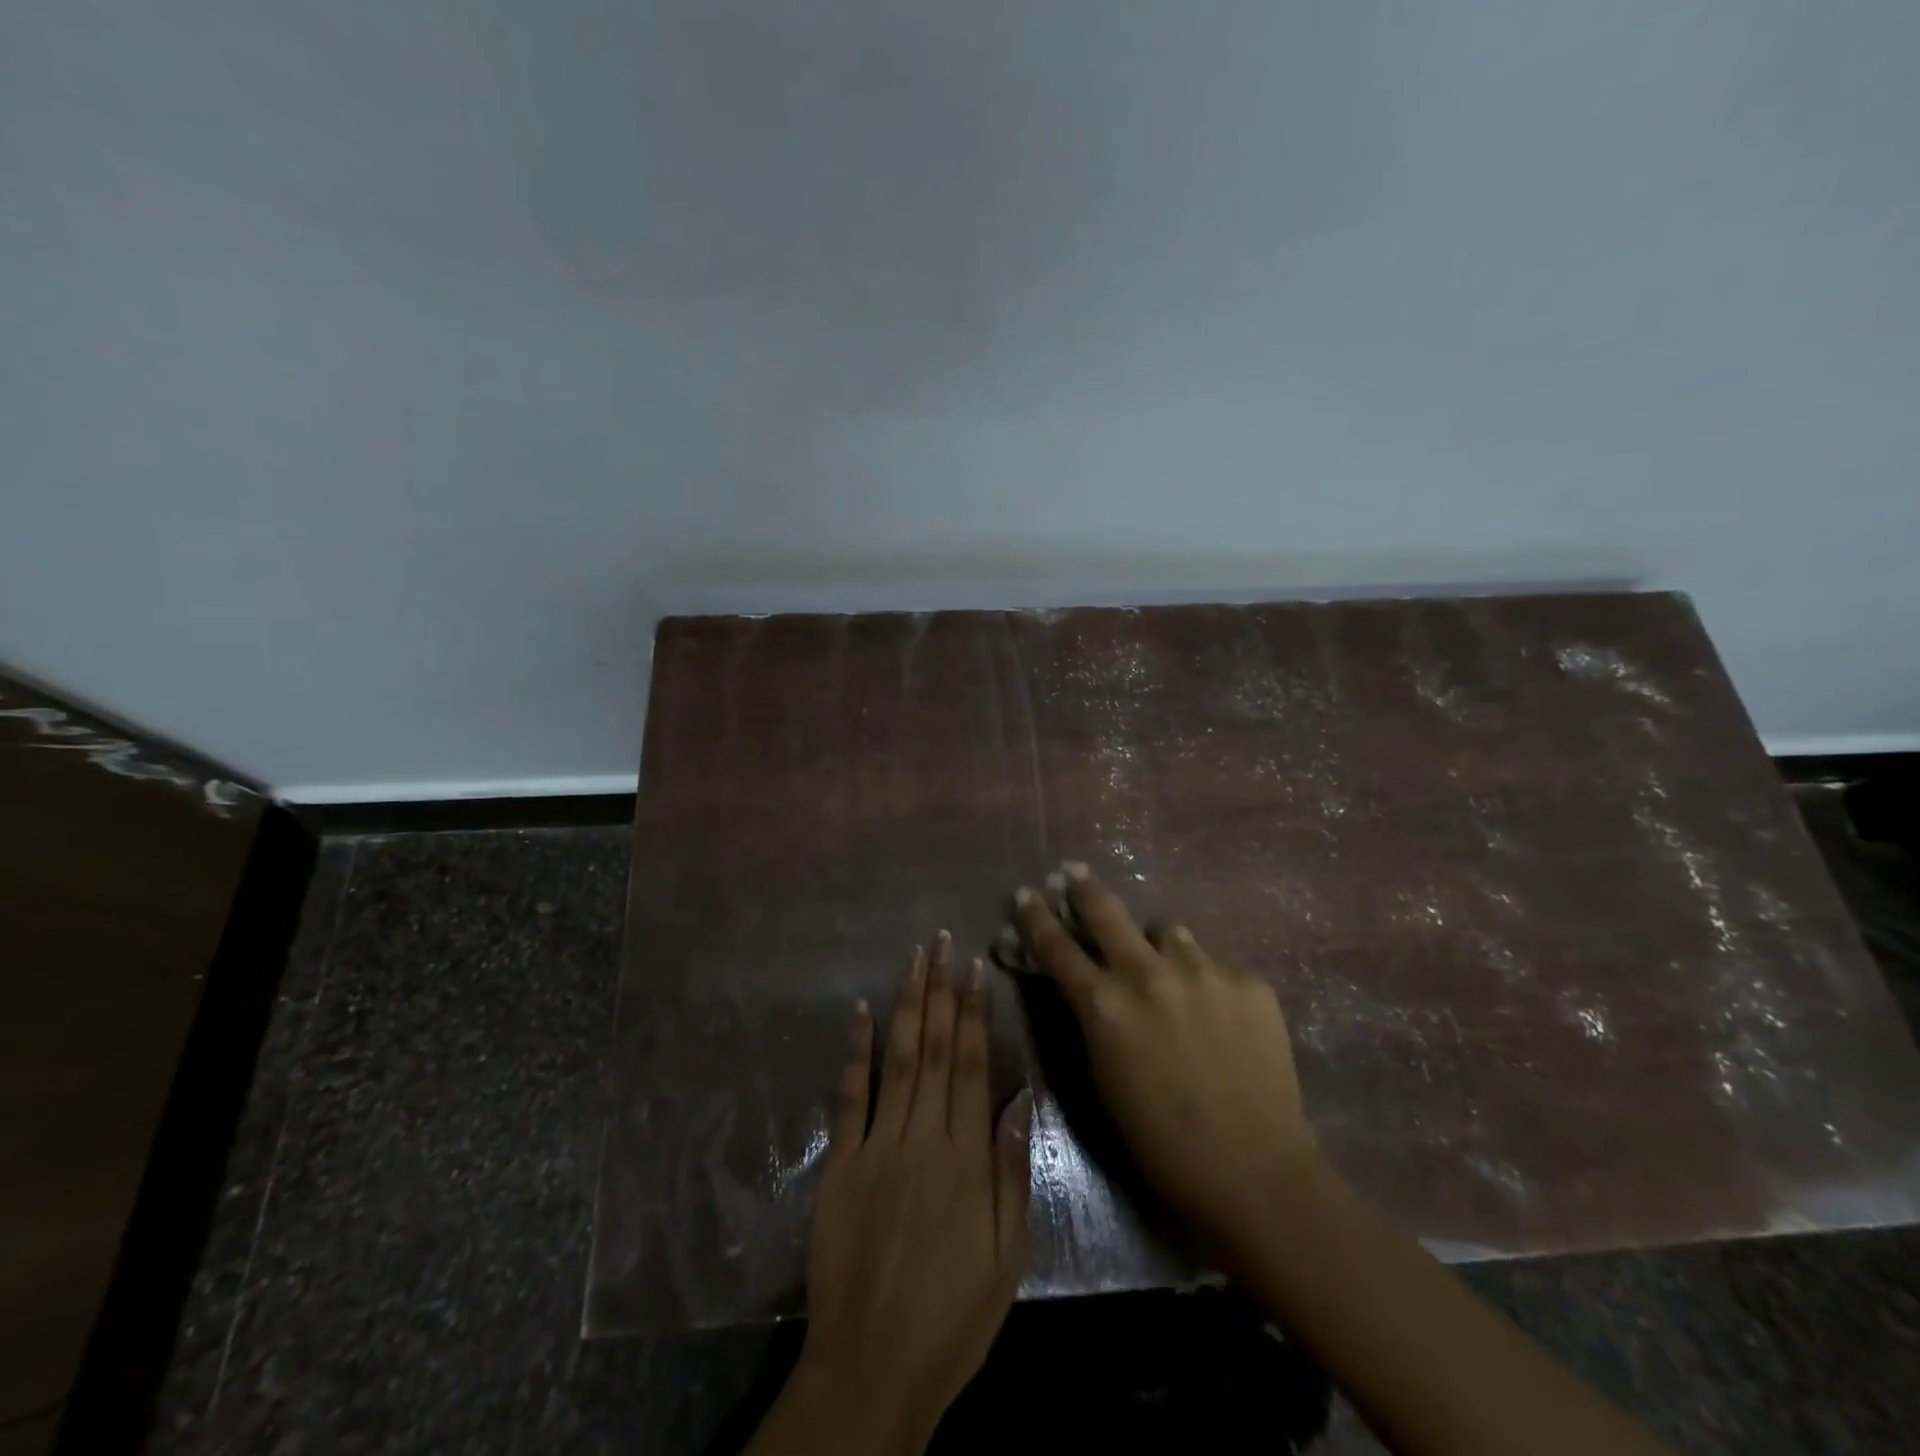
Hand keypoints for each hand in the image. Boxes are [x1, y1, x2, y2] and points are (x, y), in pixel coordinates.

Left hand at [751, 933, 1032, 1455]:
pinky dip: (855, 1051)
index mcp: (966, 1156)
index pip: (973, 1065)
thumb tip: (1020, 1098)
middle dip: (940, 990)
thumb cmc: (953, 1315)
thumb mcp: (1007, 1254)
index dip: (974, 1012)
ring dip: (906, 1004)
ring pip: (897, 1058)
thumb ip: (1012, 1171)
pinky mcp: (840, 1164)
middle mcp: (922, 1136)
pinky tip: (860, 1012)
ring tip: (913, 960)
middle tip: (941, 941)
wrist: (873, 1366)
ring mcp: (876, 1145)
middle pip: (935, 1048)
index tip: (975, 968)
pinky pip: (849, 1097)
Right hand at [1008, 863, 1320, 1251]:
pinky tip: (1217, 1013)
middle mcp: (1148, 973)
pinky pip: (1212, 962)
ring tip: (1166, 969)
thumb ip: (1090, 1018)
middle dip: (1082, 886)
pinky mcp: (1248, 981)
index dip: (1035, 917)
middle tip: (1072, 871)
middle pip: (1105, 909)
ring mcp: (1203, 970)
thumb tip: (1081, 984)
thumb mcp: (1103, 1077)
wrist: (1256, 1173)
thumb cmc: (1161, 1142)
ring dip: (1156, 944)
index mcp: (1104, 1004)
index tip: (1025, 894)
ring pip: (1167, 931)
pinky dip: (1203, 978)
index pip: (1056, 945)